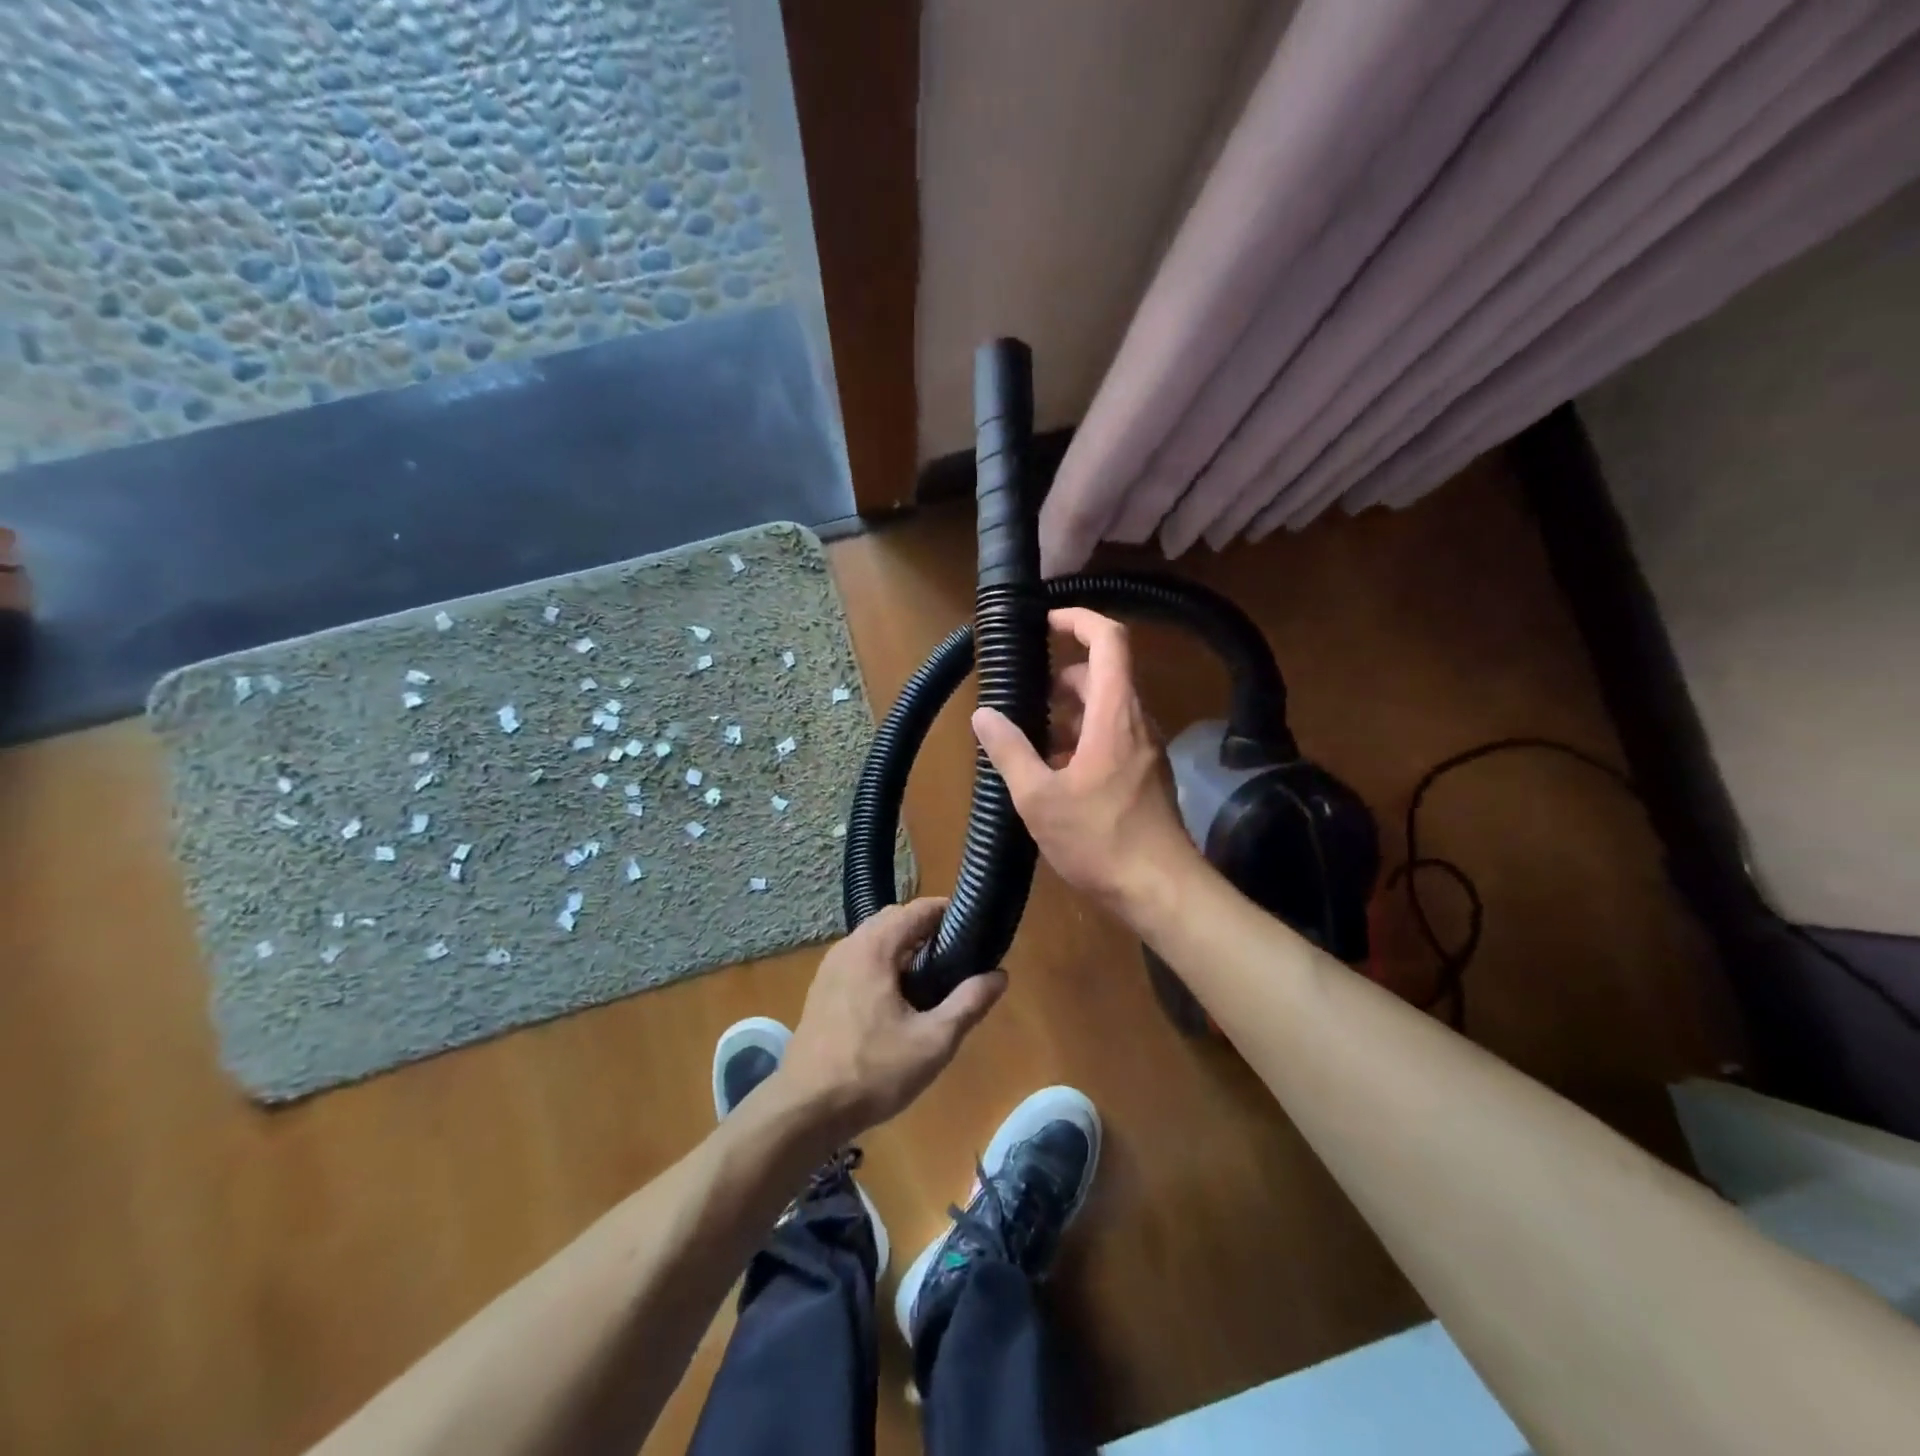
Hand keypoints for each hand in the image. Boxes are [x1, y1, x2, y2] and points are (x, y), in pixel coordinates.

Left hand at [778, 898, 1005, 1142]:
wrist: (805, 1110)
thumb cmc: (872, 1072)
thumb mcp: (933, 1042)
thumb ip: (968, 1004)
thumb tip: (999, 975)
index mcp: (874, 948)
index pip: (917, 909)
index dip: (948, 912)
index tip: (974, 928)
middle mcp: (849, 946)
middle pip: (894, 919)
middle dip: (926, 929)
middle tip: (957, 956)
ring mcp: (830, 967)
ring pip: (874, 939)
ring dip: (903, 947)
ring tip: (933, 978)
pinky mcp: (822, 989)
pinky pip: (859, 959)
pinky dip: (883, 963)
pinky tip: (898, 999)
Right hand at [973, 608, 1200, 917]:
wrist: (1160, 890)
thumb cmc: (1100, 840)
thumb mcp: (1039, 798)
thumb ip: (1010, 751)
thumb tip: (983, 714)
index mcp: (1116, 715)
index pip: (1109, 640)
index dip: (1079, 620)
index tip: (1045, 622)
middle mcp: (1137, 722)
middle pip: (1103, 675)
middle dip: (1061, 678)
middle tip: (1022, 697)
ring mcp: (1146, 750)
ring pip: (1107, 709)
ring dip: (1070, 713)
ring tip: (1030, 740)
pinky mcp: (1146, 775)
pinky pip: (1113, 738)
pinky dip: (1082, 739)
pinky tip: (1054, 774)